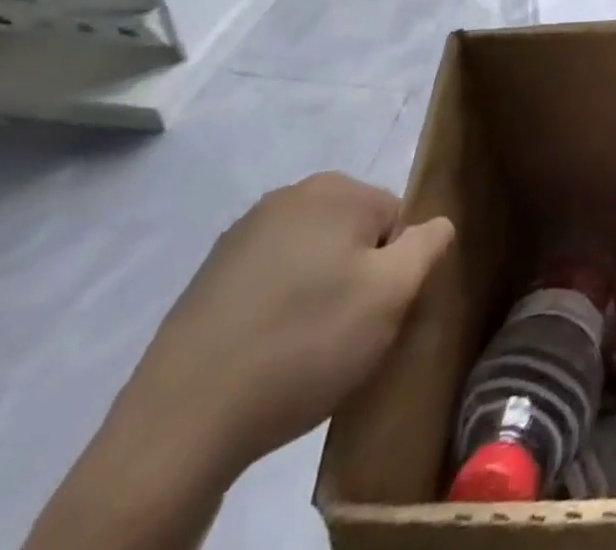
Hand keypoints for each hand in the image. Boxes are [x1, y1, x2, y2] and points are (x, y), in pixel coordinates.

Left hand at [118, 172, 455, 479]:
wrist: (179, 426)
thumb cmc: (305, 344)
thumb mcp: (393, 293)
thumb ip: (429, 244)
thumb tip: (437, 225)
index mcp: (334, 189)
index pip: (396, 219)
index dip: (395, 269)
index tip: (375, 313)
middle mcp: (287, 197)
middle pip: (353, 234)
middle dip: (357, 277)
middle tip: (346, 334)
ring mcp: (239, 238)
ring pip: (311, 259)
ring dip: (317, 295)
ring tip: (304, 351)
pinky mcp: (205, 282)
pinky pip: (268, 285)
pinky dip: (277, 311)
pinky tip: (266, 356)